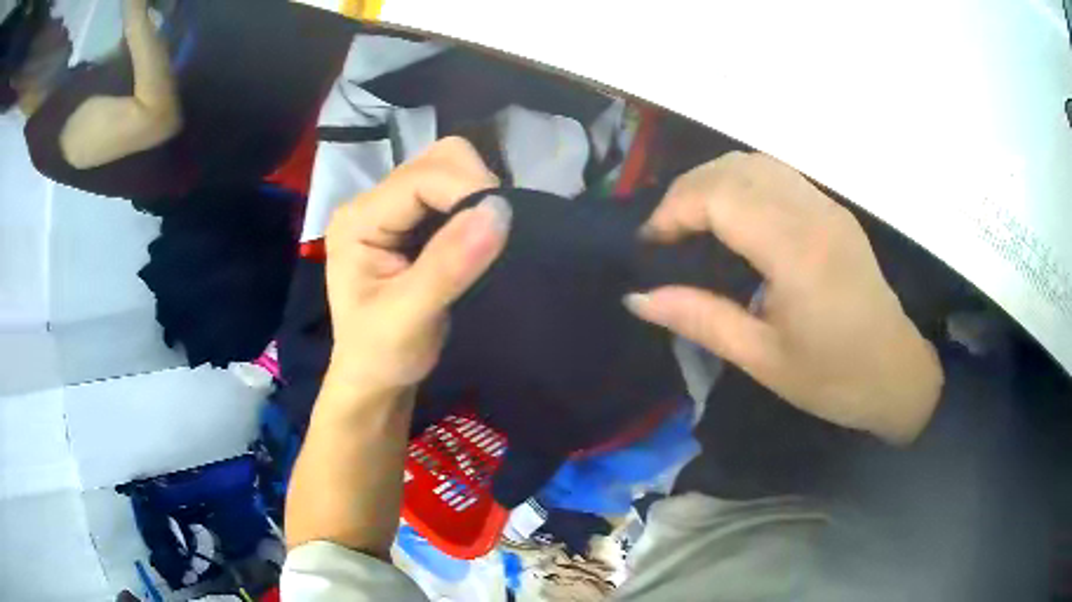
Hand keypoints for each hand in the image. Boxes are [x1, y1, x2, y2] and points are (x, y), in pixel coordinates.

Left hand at [323, 137, 509, 395]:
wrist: (376, 377)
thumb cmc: (382, 355)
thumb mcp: (410, 318)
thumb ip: (449, 265)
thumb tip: (499, 210)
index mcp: (358, 220)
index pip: (421, 178)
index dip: (468, 191)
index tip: (505, 225)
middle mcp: (372, 202)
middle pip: (437, 160)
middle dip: (475, 186)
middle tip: (491, 236)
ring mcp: (393, 207)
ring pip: (450, 169)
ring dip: (478, 194)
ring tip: (485, 239)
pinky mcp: (413, 218)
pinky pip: (455, 190)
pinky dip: (476, 204)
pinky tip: (479, 236)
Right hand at [626, 152, 942, 443]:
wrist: (897, 374)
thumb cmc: (833, 378)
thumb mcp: (762, 359)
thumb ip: (700, 319)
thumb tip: (637, 298)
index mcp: (797, 252)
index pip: (720, 196)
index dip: (673, 209)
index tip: (649, 245)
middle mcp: (812, 213)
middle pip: (733, 168)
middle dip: (686, 191)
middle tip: (663, 234)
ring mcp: (827, 205)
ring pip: (755, 162)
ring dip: (713, 181)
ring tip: (691, 222)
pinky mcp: (833, 210)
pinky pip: (777, 174)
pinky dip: (741, 182)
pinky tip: (733, 217)